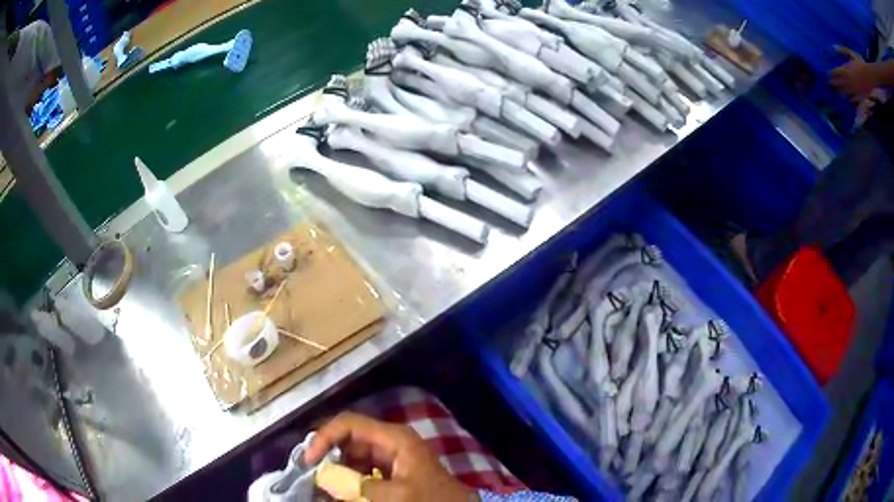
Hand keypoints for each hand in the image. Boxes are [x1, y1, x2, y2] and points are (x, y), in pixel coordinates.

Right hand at [305, 412, 476, 501]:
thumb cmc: (432, 499)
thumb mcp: (396, 495)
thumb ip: (359, 486)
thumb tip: (324, 479)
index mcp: (393, 437)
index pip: (349, 423)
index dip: (325, 436)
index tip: (309, 460)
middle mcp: (390, 441)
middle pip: (348, 439)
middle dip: (329, 457)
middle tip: (314, 477)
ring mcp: (391, 456)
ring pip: (353, 456)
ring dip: (338, 470)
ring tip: (325, 486)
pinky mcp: (391, 471)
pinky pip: (363, 470)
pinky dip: (350, 480)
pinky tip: (342, 492)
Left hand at [830, 46, 879, 101]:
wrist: (868, 77)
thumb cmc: (859, 63)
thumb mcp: (850, 53)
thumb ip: (843, 51)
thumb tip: (834, 47)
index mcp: (846, 70)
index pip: (835, 72)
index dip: (830, 73)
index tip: (824, 73)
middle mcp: (850, 81)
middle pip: (839, 84)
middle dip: (833, 84)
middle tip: (827, 85)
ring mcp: (856, 90)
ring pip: (846, 93)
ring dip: (840, 93)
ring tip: (835, 94)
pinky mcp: (861, 96)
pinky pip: (854, 100)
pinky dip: (850, 100)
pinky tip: (847, 100)